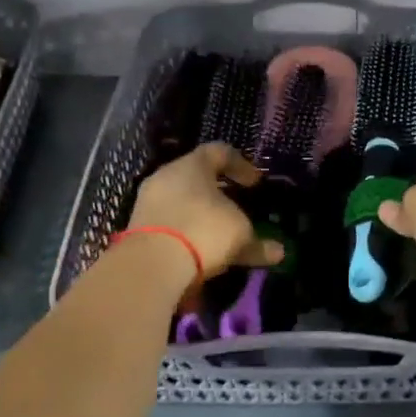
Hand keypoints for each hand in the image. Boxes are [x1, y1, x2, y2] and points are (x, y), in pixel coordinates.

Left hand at [127, 143, 285, 278]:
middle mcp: (166, 176)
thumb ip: (257, 242)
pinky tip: (199, 248)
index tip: (256, 183)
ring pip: (181, 200)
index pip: (219, 152)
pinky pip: (169, 222)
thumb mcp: (239, 235)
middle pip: (196, 176)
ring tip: (219, 232)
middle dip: (219, 191)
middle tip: (237, 205)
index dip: (241, 165)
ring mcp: (148, 201)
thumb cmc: (204, 231)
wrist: (151, 265)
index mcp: (192, 165)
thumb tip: (278, 252)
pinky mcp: (137, 227)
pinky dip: (186, 231)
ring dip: (201, 214)